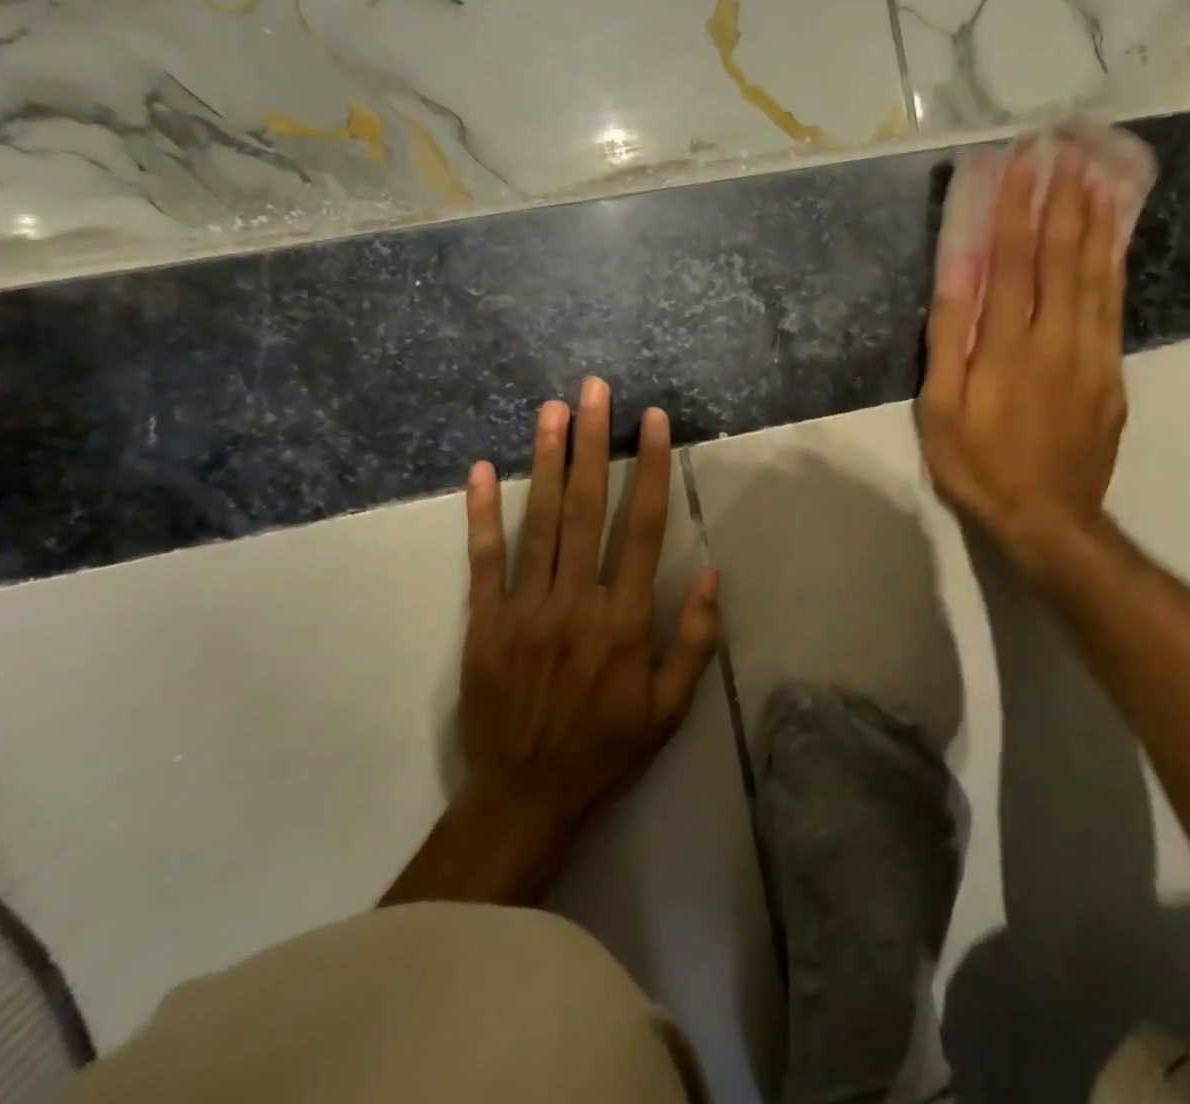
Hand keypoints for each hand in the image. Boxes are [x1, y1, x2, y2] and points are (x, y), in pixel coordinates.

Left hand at [383, 380, 719, 908]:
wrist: (523, 797)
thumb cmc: (607, 748)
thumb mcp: (670, 709)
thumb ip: (694, 640)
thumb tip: (711, 574)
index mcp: (623, 620)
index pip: (643, 528)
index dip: (650, 469)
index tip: (653, 422)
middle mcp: (575, 602)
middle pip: (586, 508)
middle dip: (593, 444)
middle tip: (595, 391)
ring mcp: (524, 609)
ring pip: (538, 522)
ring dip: (546, 461)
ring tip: (552, 410)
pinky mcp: (484, 623)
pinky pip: (483, 560)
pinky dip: (481, 514)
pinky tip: (479, 471)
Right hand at [919, 142, 1128, 567]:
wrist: (1049, 518)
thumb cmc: (980, 465)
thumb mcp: (942, 409)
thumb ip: (949, 339)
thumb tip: (956, 275)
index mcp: (1009, 345)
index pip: (1015, 260)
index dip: (1020, 206)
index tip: (1026, 159)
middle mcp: (1057, 338)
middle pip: (1064, 256)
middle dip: (1066, 198)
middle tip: (1071, 148)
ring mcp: (1092, 354)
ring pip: (1098, 275)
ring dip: (1098, 221)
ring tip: (1101, 174)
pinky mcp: (1112, 373)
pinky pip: (1114, 307)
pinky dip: (1114, 266)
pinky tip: (1115, 240)